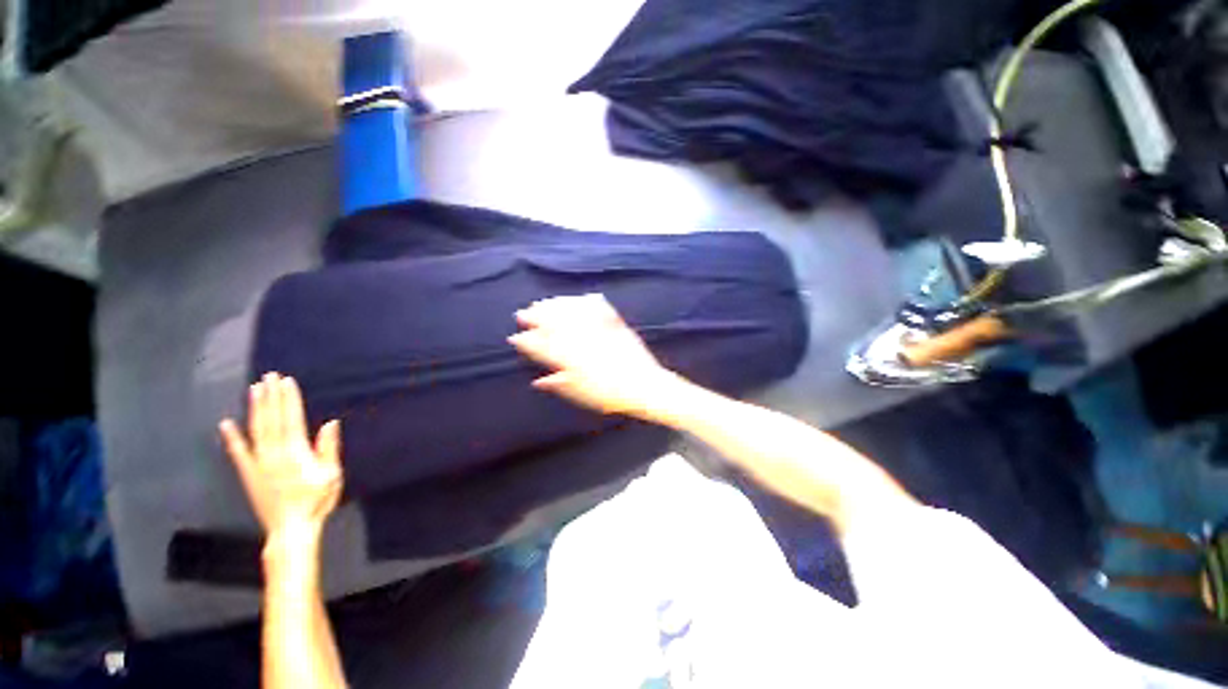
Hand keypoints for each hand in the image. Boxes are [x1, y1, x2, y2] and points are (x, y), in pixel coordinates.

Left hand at [219, 373, 342, 538]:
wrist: (290, 529)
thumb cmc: (316, 501)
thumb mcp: (332, 475)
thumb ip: (328, 449)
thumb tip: (330, 424)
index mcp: (296, 452)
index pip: (292, 419)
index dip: (289, 399)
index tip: (287, 381)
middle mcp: (274, 453)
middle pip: (272, 420)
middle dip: (271, 397)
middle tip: (269, 376)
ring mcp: (258, 463)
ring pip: (256, 430)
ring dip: (255, 408)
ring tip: (254, 389)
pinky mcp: (248, 473)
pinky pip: (238, 452)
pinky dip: (232, 437)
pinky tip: (226, 423)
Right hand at [508, 294, 678, 416]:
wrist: (643, 385)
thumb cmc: (610, 395)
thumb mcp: (581, 394)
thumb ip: (558, 384)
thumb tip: (539, 380)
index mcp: (571, 360)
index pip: (542, 348)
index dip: (527, 341)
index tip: (516, 336)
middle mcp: (581, 341)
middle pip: (553, 324)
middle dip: (535, 317)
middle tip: (523, 313)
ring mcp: (598, 330)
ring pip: (570, 312)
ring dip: (554, 306)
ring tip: (543, 302)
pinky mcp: (613, 323)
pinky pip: (596, 307)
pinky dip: (584, 301)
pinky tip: (578, 297)